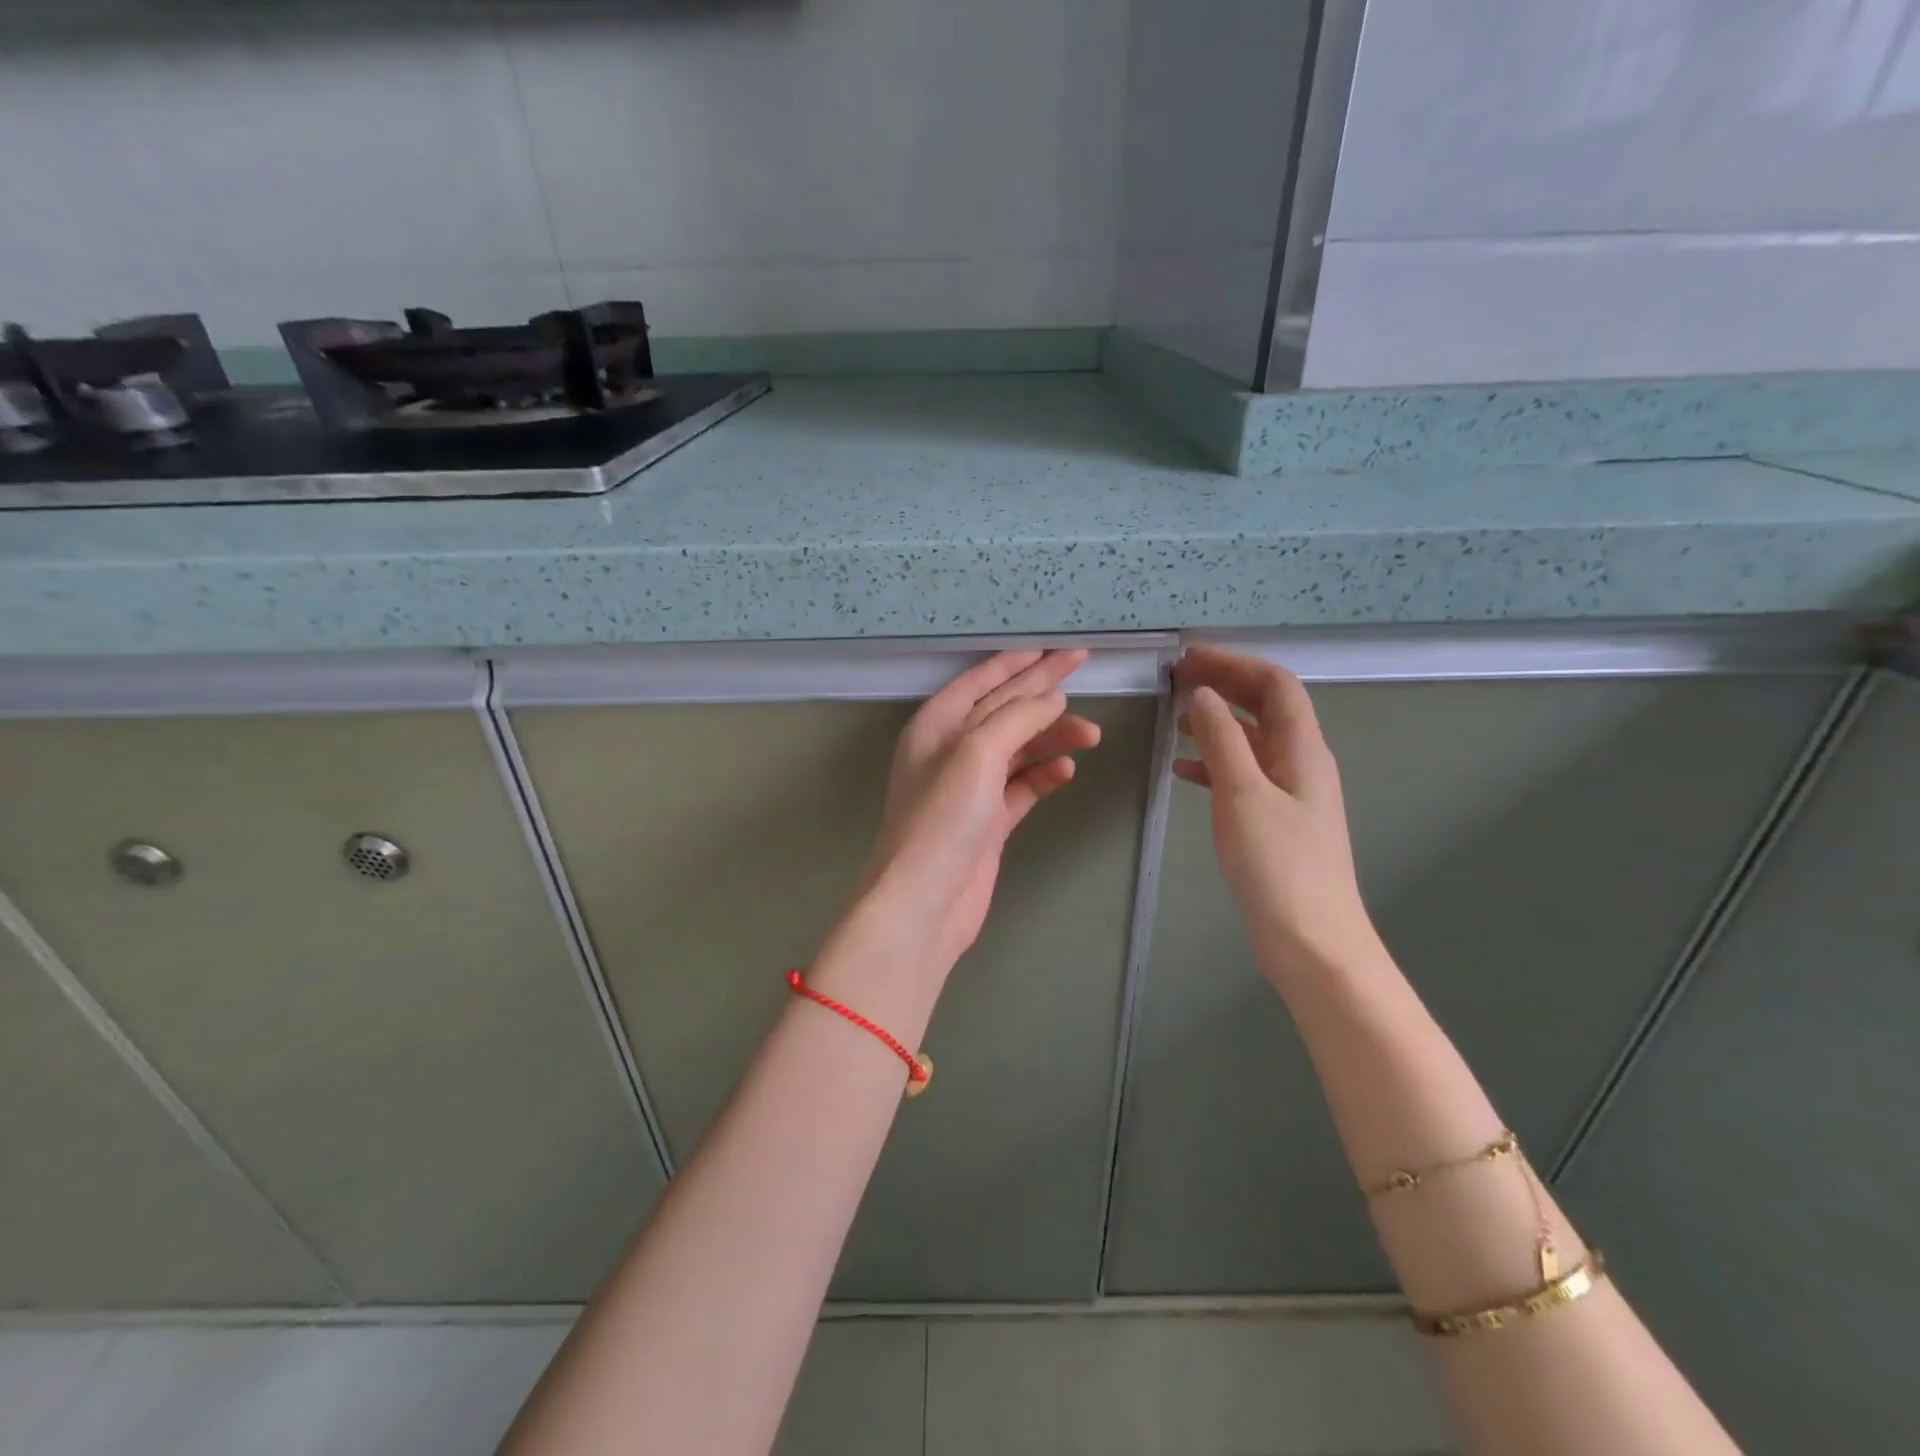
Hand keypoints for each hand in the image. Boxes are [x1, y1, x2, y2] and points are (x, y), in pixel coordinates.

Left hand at [850, 650, 1101, 981]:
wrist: (925, 902)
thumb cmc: (943, 819)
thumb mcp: (976, 754)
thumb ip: (1016, 718)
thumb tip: (1052, 698)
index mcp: (937, 725)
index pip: (983, 680)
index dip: (1020, 661)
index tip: (1058, 648)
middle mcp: (951, 751)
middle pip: (1004, 709)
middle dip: (1043, 690)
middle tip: (1083, 667)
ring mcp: (970, 788)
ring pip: (1018, 748)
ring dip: (1052, 737)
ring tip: (1091, 734)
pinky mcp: (988, 821)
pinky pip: (1022, 786)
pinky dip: (1044, 775)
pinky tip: (1065, 770)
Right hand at [1173, 646, 1379, 980]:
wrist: (1312, 941)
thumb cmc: (1279, 866)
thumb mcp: (1243, 795)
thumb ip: (1223, 740)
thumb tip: (1204, 696)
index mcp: (1303, 749)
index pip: (1275, 685)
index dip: (1234, 663)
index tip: (1188, 661)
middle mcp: (1302, 763)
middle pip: (1266, 706)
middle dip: (1225, 685)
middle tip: (1178, 680)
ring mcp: (1291, 793)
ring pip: (1253, 740)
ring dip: (1217, 722)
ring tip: (1175, 720)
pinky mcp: (1276, 820)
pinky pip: (1244, 774)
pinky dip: (1215, 763)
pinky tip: (1184, 770)